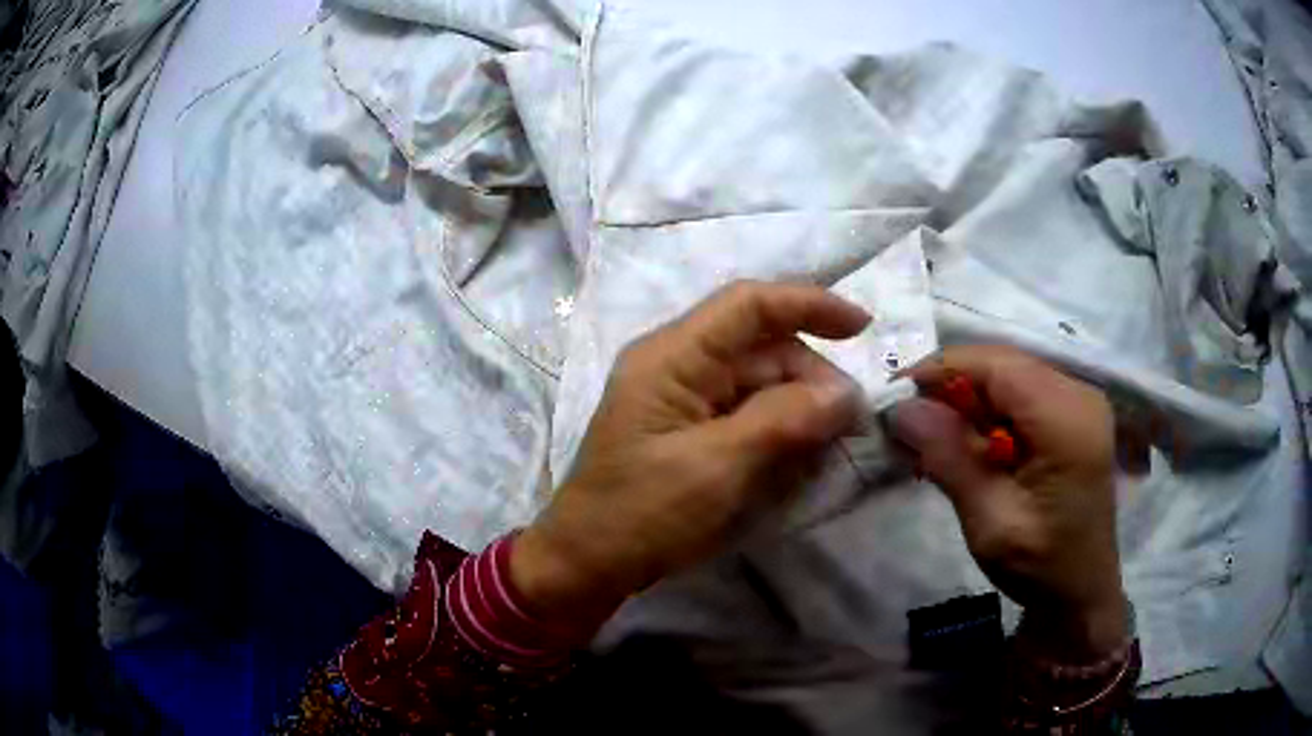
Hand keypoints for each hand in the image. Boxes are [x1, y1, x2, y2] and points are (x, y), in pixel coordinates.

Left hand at [512, 282, 869, 632]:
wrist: (586, 564)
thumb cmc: (641, 514)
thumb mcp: (716, 467)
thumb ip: (782, 421)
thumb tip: (844, 393)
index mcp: (671, 357)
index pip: (748, 305)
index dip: (809, 304)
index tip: (863, 327)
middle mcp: (676, 364)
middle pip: (759, 346)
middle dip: (810, 374)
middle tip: (847, 422)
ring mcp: (681, 397)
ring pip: (758, 380)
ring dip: (799, 405)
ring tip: (827, 444)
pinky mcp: (688, 429)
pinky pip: (746, 411)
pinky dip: (778, 427)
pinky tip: (799, 455)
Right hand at [888, 346, 1126, 658]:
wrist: (1081, 591)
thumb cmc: (1041, 566)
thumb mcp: (991, 523)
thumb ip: (951, 460)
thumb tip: (901, 409)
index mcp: (1068, 420)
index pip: (999, 366)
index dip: (943, 368)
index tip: (894, 394)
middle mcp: (1079, 395)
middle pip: (1005, 364)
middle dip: (952, 385)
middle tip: (907, 420)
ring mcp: (1080, 401)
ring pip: (1010, 376)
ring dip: (968, 399)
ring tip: (931, 435)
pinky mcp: (1073, 414)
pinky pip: (1022, 393)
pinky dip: (988, 411)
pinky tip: (968, 442)